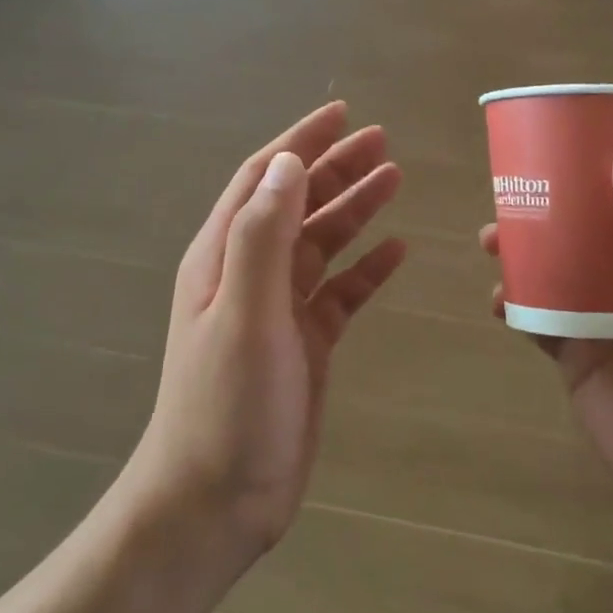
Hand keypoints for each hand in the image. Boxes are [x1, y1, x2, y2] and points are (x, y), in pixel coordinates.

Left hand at [134, 102, 406, 562]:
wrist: (216, 499)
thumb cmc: (226, 403)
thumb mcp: (243, 311)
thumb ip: (262, 235)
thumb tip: (288, 164)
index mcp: (224, 256)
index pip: (264, 179)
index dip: (300, 142)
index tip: (342, 112)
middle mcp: (250, 274)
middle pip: (297, 204)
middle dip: (337, 168)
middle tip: (384, 143)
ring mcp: (279, 310)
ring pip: (322, 244)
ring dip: (355, 210)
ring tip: (396, 180)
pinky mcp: (305, 345)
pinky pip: (340, 293)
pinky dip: (366, 269)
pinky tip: (395, 252)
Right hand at [480, 139, 612, 548]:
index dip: (606, 159)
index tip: (562, 134)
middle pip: (590, 222)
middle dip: (551, 202)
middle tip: (508, 186)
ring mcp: (606, 315)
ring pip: (558, 264)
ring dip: (524, 248)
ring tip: (488, 238)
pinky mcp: (578, 352)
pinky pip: (538, 315)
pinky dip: (515, 302)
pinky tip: (498, 301)